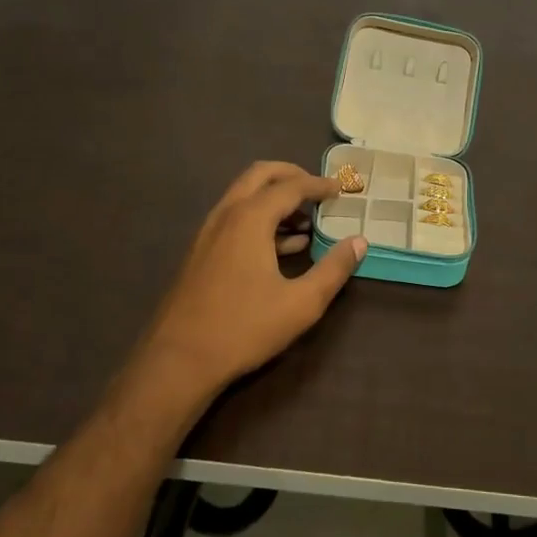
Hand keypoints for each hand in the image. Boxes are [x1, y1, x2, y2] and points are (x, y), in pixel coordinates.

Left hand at [133, 162, 367, 405]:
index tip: (341, 189)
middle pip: (260, 176)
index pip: (291, 186)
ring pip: (244, 197)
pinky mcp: (200, 252)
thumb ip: (334, 269)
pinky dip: (260, 218)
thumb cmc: (243, 328)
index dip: (319, 185)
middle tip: (319, 190)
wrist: (178, 360)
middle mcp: (226, 215)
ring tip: (307, 223)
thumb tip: (359, 242)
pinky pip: (234, 219)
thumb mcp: (301, 303)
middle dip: (292, 176)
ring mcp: (208, 233)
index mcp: (250, 218)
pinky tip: (282, 248)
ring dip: (275, 199)